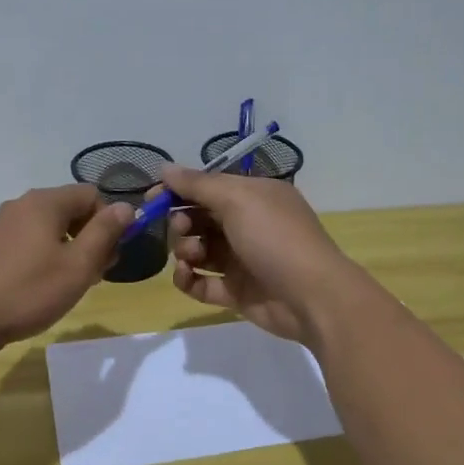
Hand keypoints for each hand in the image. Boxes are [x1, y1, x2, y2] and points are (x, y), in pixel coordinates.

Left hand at [0, 185, 130, 352]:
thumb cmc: (27, 291)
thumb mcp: (77, 266)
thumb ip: (105, 233)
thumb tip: (126, 208)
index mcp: (44, 202)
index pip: (91, 195)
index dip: (109, 222)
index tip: (110, 256)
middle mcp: (20, 205)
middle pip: (69, 210)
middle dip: (90, 238)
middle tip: (94, 275)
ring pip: (48, 228)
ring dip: (68, 251)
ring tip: (69, 286)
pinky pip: (27, 242)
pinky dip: (43, 258)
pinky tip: (39, 288)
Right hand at [160, 165, 355, 344]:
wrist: (311, 296)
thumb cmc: (275, 238)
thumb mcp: (238, 200)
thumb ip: (198, 185)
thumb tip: (165, 168)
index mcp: (253, 196)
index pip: (207, 187)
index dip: (178, 191)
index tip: (151, 199)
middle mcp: (247, 224)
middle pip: (199, 218)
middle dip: (181, 222)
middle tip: (182, 230)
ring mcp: (241, 260)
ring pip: (197, 250)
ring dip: (184, 250)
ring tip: (191, 256)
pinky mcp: (235, 291)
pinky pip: (201, 282)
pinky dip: (188, 278)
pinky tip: (186, 276)